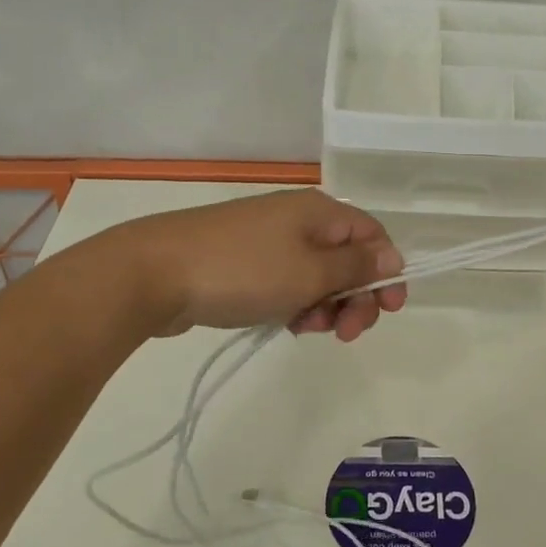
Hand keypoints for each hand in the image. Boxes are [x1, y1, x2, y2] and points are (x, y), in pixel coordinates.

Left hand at [112, 189, 406, 339]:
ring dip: (324, 306)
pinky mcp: (245, 262)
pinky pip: (287, 282)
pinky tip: (287, 325)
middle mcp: (298, 219)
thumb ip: (356, 267)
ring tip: (307, 329)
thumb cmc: (243, 271)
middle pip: (347, 258)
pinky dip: (295, 304)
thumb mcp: (310, 272)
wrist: (153, 274)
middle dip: (355, 297)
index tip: (389, 310)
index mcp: (319, 212)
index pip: (372, 236)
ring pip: (317, 275)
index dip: (387, 272)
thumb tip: (392, 257)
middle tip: (346, 334)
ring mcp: (268, 240)